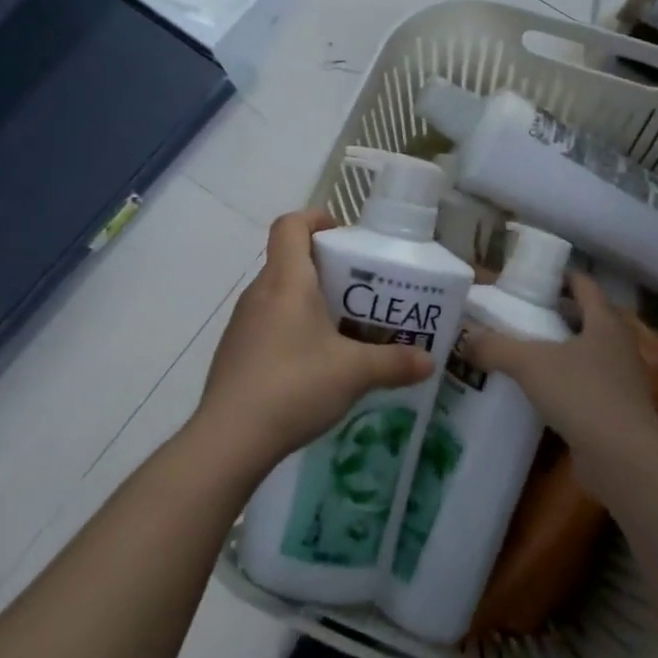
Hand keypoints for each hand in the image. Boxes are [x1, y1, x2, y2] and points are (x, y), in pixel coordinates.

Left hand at [192, 209, 433, 473]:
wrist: (228, 439)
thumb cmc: (294, 386)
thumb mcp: (354, 373)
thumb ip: (395, 363)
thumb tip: (429, 361)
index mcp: (287, 281)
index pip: (290, 225)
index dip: (316, 218)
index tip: (344, 235)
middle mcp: (260, 292)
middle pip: (289, 259)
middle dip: (326, 266)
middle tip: (362, 289)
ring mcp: (243, 323)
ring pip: (280, 293)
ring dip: (310, 299)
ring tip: (344, 327)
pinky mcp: (236, 351)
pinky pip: (269, 322)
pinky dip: (293, 327)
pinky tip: (314, 363)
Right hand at [462, 273, 657, 488]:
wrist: (623, 458)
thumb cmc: (582, 393)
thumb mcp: (530, 364)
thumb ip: (495, 347)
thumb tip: (463, 338)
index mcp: (605, 321)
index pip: (584, 284)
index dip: (559, 276)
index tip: (531, 278)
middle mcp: (617, 345)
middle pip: (585, 318)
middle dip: (554, 314)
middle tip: (517, 315)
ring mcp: (620, 379)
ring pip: (585, 353)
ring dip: (558, 350)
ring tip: (521, 352)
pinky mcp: (615, 411)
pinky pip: (584, 385)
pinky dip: (563, 383)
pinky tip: (536, 392)